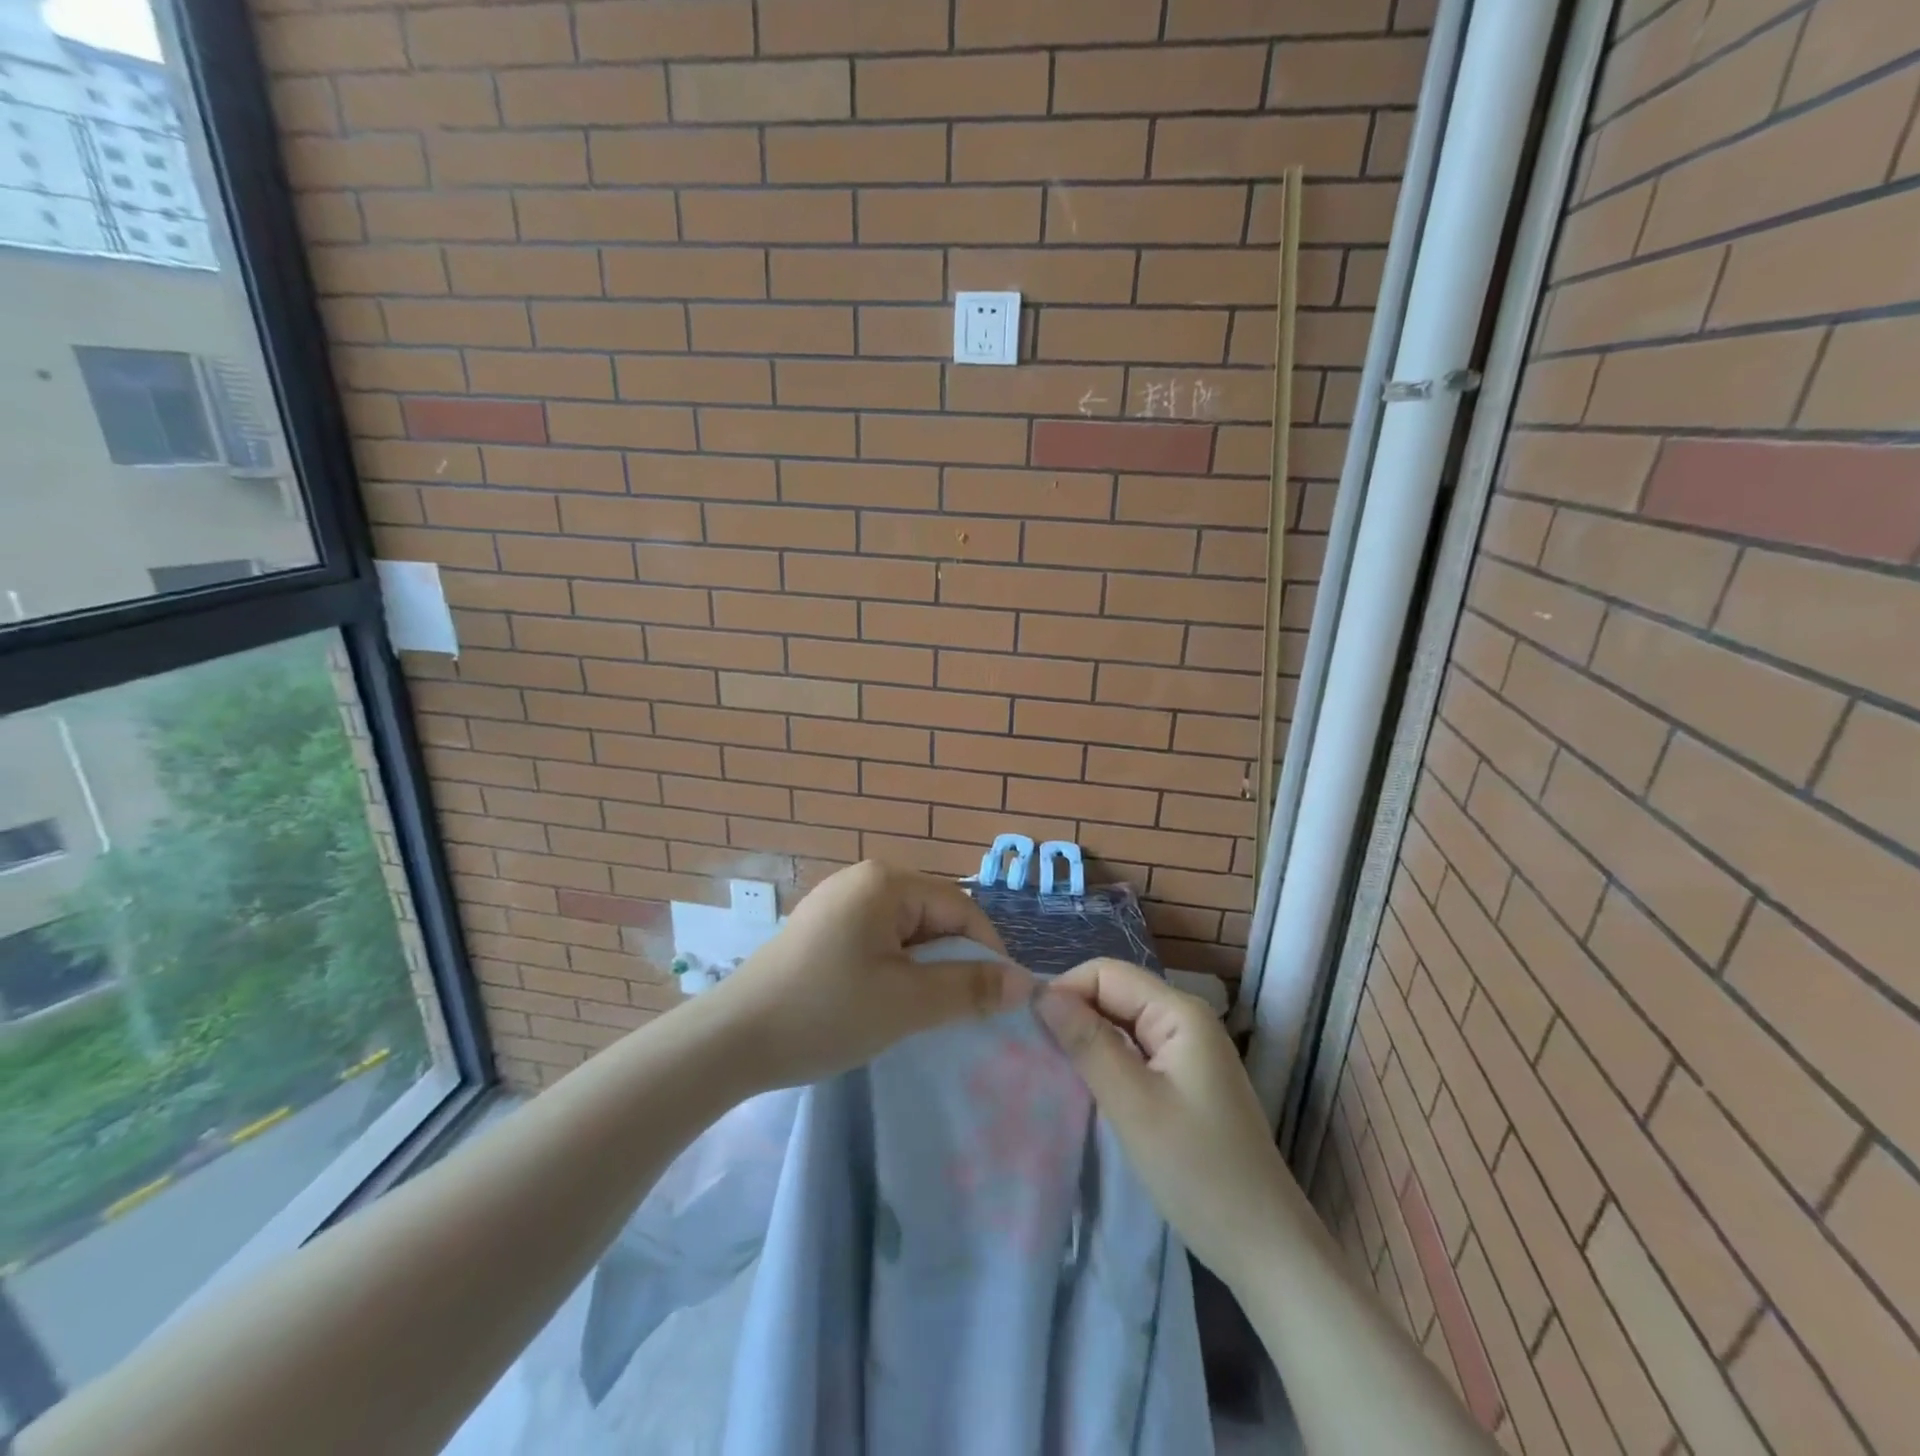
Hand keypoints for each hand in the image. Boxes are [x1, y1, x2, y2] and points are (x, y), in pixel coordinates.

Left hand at [707, 860, 1032, 1091]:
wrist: (730, 1041)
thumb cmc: (825, 1012)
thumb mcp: (907, 1003)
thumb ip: (970, 989)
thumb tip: (1026, 983)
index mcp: (885, 882)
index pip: (960, 907)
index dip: (987, 951)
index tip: (997, 999)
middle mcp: (862, 879)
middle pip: (933, 915)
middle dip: (952, 960)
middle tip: (956, 1011)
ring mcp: (837, 902)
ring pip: (906, 931)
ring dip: (923, 968)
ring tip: (920, 1011)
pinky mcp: (821, 928)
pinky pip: (877, 940)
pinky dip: (893, 968)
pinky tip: (884, 1001)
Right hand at [1035, 959, 1308, 1289]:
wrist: (1265, 1248)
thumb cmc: (1198, 1172)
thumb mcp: (1133, 1105)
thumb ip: (1087, 1043)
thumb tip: (1040, 994)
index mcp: (1179, 1012)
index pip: (1106, 973)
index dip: (1065, 990)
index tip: (1028, 1028)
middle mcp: (1185, 1019)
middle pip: (1114, 993)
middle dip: (1073, 1013)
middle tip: (1033, 1051)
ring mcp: (1187, 1050)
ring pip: (1121, 1022)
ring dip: (1086, 1038)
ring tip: (1050, 1067)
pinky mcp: (1184, 1079)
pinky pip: (1134, 1050)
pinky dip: (1105, 1060)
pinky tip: (1084, 1085)